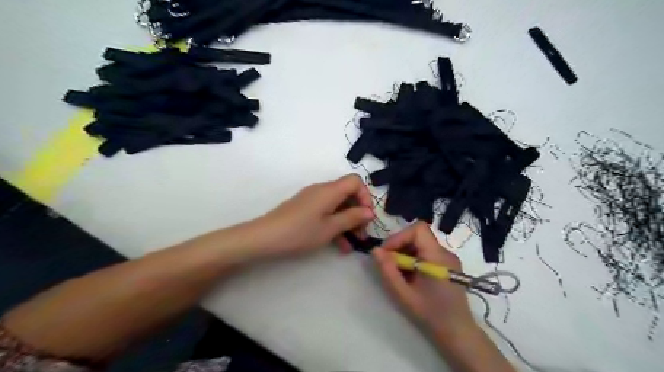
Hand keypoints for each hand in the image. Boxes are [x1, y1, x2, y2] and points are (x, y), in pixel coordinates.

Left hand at [252, 175, 374, 258]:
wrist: (265, 237)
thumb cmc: (300, 232)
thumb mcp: (330, 228)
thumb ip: (352, 218)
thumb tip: (369, 211)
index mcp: (330, 190)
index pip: (355, 181)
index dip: (365, 197)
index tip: (367, 217)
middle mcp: (322, 190)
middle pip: (348, 194)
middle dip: (358, 213)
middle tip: (361, 235)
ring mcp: (312, 198)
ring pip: (337, 206)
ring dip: (347, 223)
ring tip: (351, 245)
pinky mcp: (305, 207)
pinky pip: (326, 211)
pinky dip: (334, 224)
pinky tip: (338, 244)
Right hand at [372, 224, 477, 342]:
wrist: (457, 332)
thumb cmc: (431, 314)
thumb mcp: (404, 294)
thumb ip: (388, 271)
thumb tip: (375, 250)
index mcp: (437, 257)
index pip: (418, 229)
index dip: (400, 236)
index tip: (387, 252)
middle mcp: (445, 252)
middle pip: (418, 235)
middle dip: (399, 245)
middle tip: (388, 263)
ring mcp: (448, 258)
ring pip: (421, 243)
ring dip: (405, 252)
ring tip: (398, 272)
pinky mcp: (447, 264)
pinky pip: (426, 252)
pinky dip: (413, 258)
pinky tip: (410, 275)